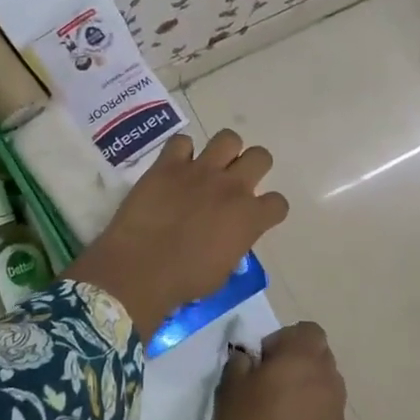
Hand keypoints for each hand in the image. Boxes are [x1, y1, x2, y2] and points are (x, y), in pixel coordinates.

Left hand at [63, 130, 288, 339]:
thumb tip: (227, 238)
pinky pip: (181, 141)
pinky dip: (180, 152)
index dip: (268, 209)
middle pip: (260, 156)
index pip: (278, 203)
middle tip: (235, 182)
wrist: (141, 269)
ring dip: (223, 151)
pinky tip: (174, 167)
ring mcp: (200, 171)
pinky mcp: (168, 164)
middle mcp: (231, 187)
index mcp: (250, 218)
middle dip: (252, 167)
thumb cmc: (184, 281)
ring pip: (228, 138)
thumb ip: (233, 246)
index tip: (255, 216)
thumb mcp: (223, 271)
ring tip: (209, 167)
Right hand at [214, 321, 346, 419]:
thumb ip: (240, 363)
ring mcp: (338, 414)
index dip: (285, 341)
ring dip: (306, 395)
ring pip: (324, 391)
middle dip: (297, 367)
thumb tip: (249, 358)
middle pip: (319, 359)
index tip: (263, 363)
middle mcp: (329, 380)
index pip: (308, 331)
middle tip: (268, 388)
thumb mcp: (229, 389)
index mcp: (303, 358)